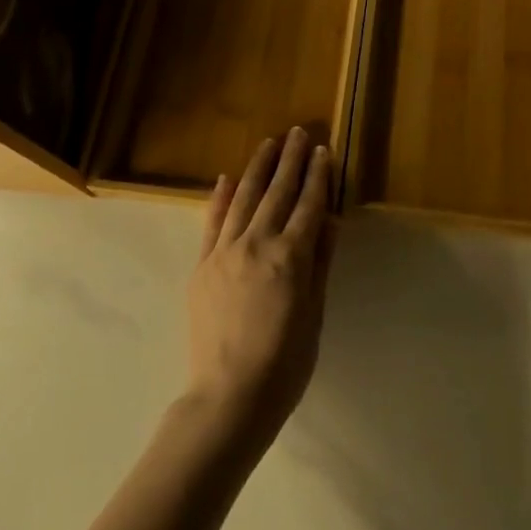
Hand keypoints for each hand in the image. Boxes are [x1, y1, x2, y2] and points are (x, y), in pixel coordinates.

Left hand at [185, 128, 334, 448]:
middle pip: (278, 193)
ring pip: (245, 199)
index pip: (309, 205)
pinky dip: (221, 198)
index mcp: (291, 258)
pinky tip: (228, 178)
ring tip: (269, 143)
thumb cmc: (285, 363)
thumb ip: (320, 263)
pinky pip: (212, 223)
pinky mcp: (202, 266)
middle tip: (299, 132)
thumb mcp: (314, 314)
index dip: (318, 176)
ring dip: (258, 168)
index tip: (323, 150)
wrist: (228, 397)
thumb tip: (328, 219)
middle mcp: (257, 245)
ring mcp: (224, 253)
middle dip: (291, 160)